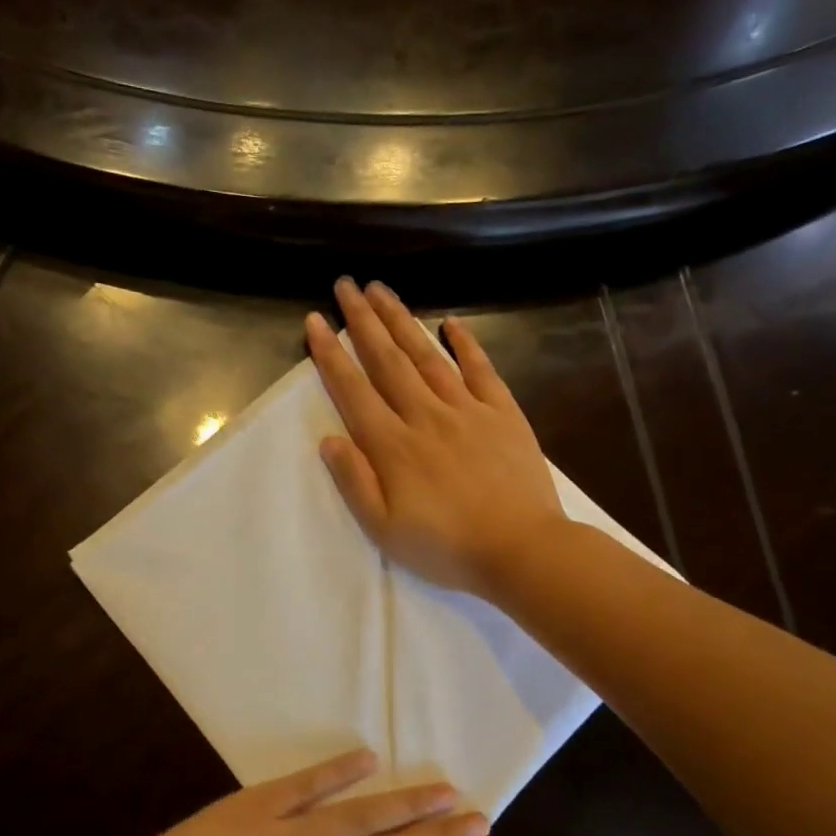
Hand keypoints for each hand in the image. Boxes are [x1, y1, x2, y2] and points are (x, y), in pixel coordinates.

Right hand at [307, 277, 565, 598]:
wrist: (521, 549)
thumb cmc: (446, 547)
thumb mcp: (384, 529)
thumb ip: (354, 482)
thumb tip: (328, 440)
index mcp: (392, 446)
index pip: (353, 390)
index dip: (331, 354)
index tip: (315, 321)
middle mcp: (425, 415)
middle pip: (387, 359)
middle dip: (362, 320)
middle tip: (346, 285)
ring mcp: (467, 410)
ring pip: (427, 355)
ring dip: (402, 320)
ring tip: (382, 290)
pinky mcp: (503, 413)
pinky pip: (480, 369)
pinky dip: (465, 343)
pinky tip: (450, 322)